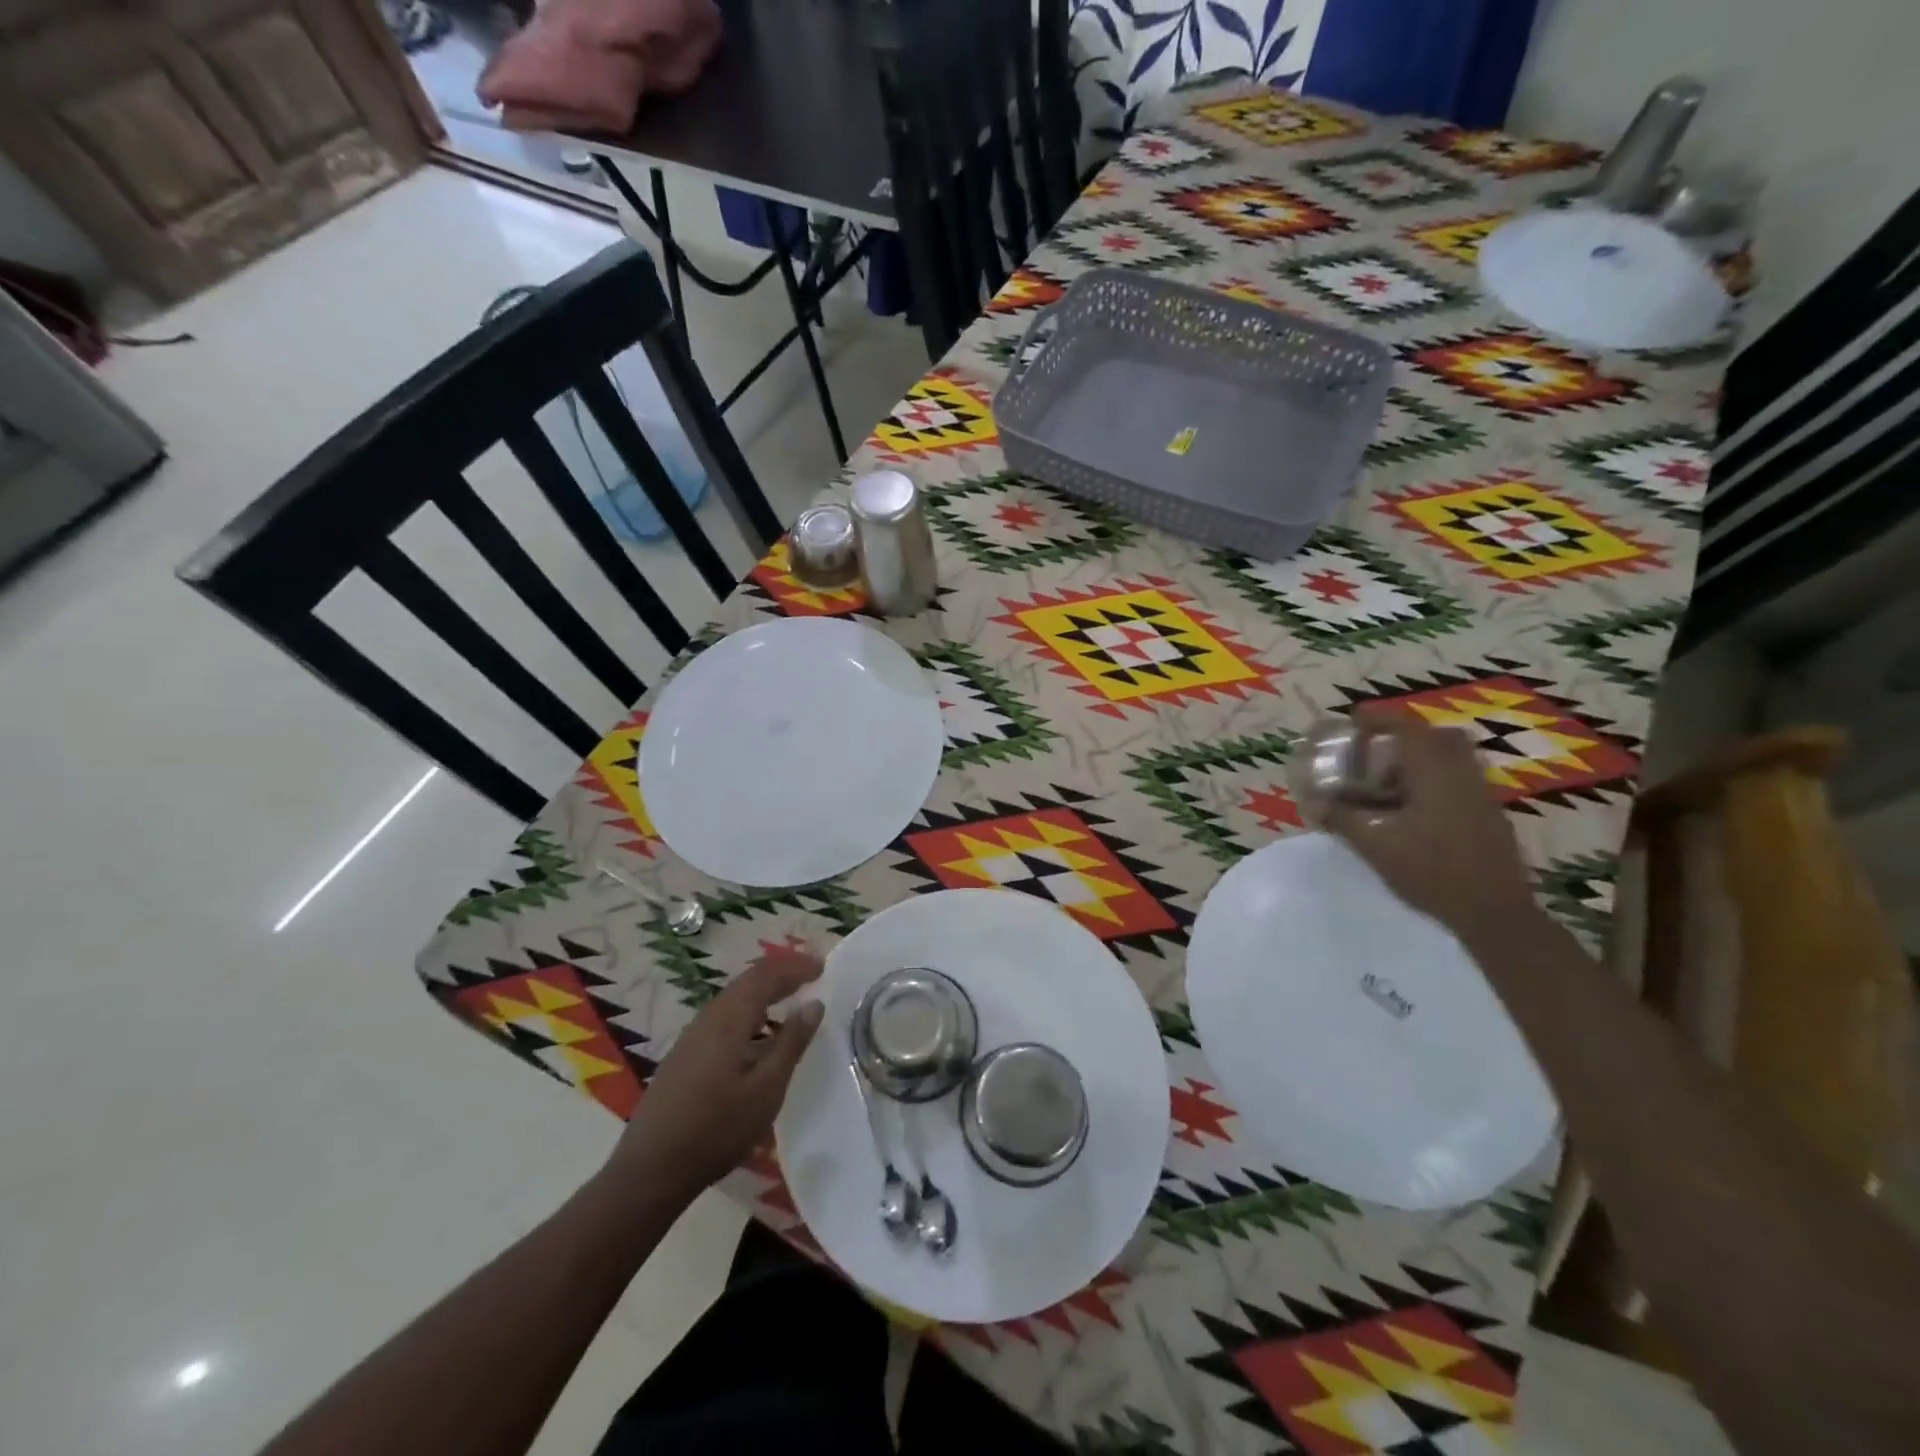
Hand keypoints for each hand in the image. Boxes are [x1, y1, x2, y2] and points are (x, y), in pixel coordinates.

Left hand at [602, 944, 824, 1209]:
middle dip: (781, 972)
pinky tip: (759, 1032)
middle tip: (812, 976)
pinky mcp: (686, 1053)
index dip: (796, 966)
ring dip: (765, 990)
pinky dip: (750, 1009)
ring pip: (735, 996)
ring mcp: (693, 1035)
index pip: (766, 975)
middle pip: (748, 980)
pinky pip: (725, 1014)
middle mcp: (709, 1016)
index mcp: (730, 1019)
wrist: (651, 1170)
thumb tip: (814, 1004)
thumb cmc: (716, 1129)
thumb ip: (791, 1043)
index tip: (823, 967)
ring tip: (791, 998)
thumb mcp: (766, 1089)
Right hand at [1324, 712, 1539, 940]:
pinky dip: (1435, 782)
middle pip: (1439, 737)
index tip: (1354, 718)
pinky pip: (1460, 782)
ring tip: (1390, 781)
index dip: (1379, 718)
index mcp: (1435, 772)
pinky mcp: (1490, 817)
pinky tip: (1413, 811)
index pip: (1407, 728)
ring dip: (1422, 760)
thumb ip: (1343, 819)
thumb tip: (1315, 803)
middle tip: (1377, 749)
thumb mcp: (1375, 845)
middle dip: (1407, 736)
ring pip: (1453, 760)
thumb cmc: (1431, 870)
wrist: (1493, 912)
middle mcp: (1463, 775)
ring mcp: (1482, 796)